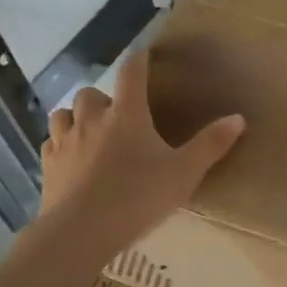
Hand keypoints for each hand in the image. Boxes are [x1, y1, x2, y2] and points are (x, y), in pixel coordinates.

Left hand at [37, 51, 244, 260]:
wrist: (81, 232)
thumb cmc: (138, 197)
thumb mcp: (185, 173)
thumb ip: (211, 144)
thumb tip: (238, 118)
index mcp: (127, 114)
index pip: (131, 73)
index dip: (139, 60)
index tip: (145, 54)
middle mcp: (92, 119)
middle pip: (91, 93)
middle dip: (104, 98)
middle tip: (120, 114)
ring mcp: (65, 141)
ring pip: (64, 114)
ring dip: (78, 117)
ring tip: (92, 131)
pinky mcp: (48, 165)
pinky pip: (52, 143)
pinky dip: (62, 143)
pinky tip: (73, 157)